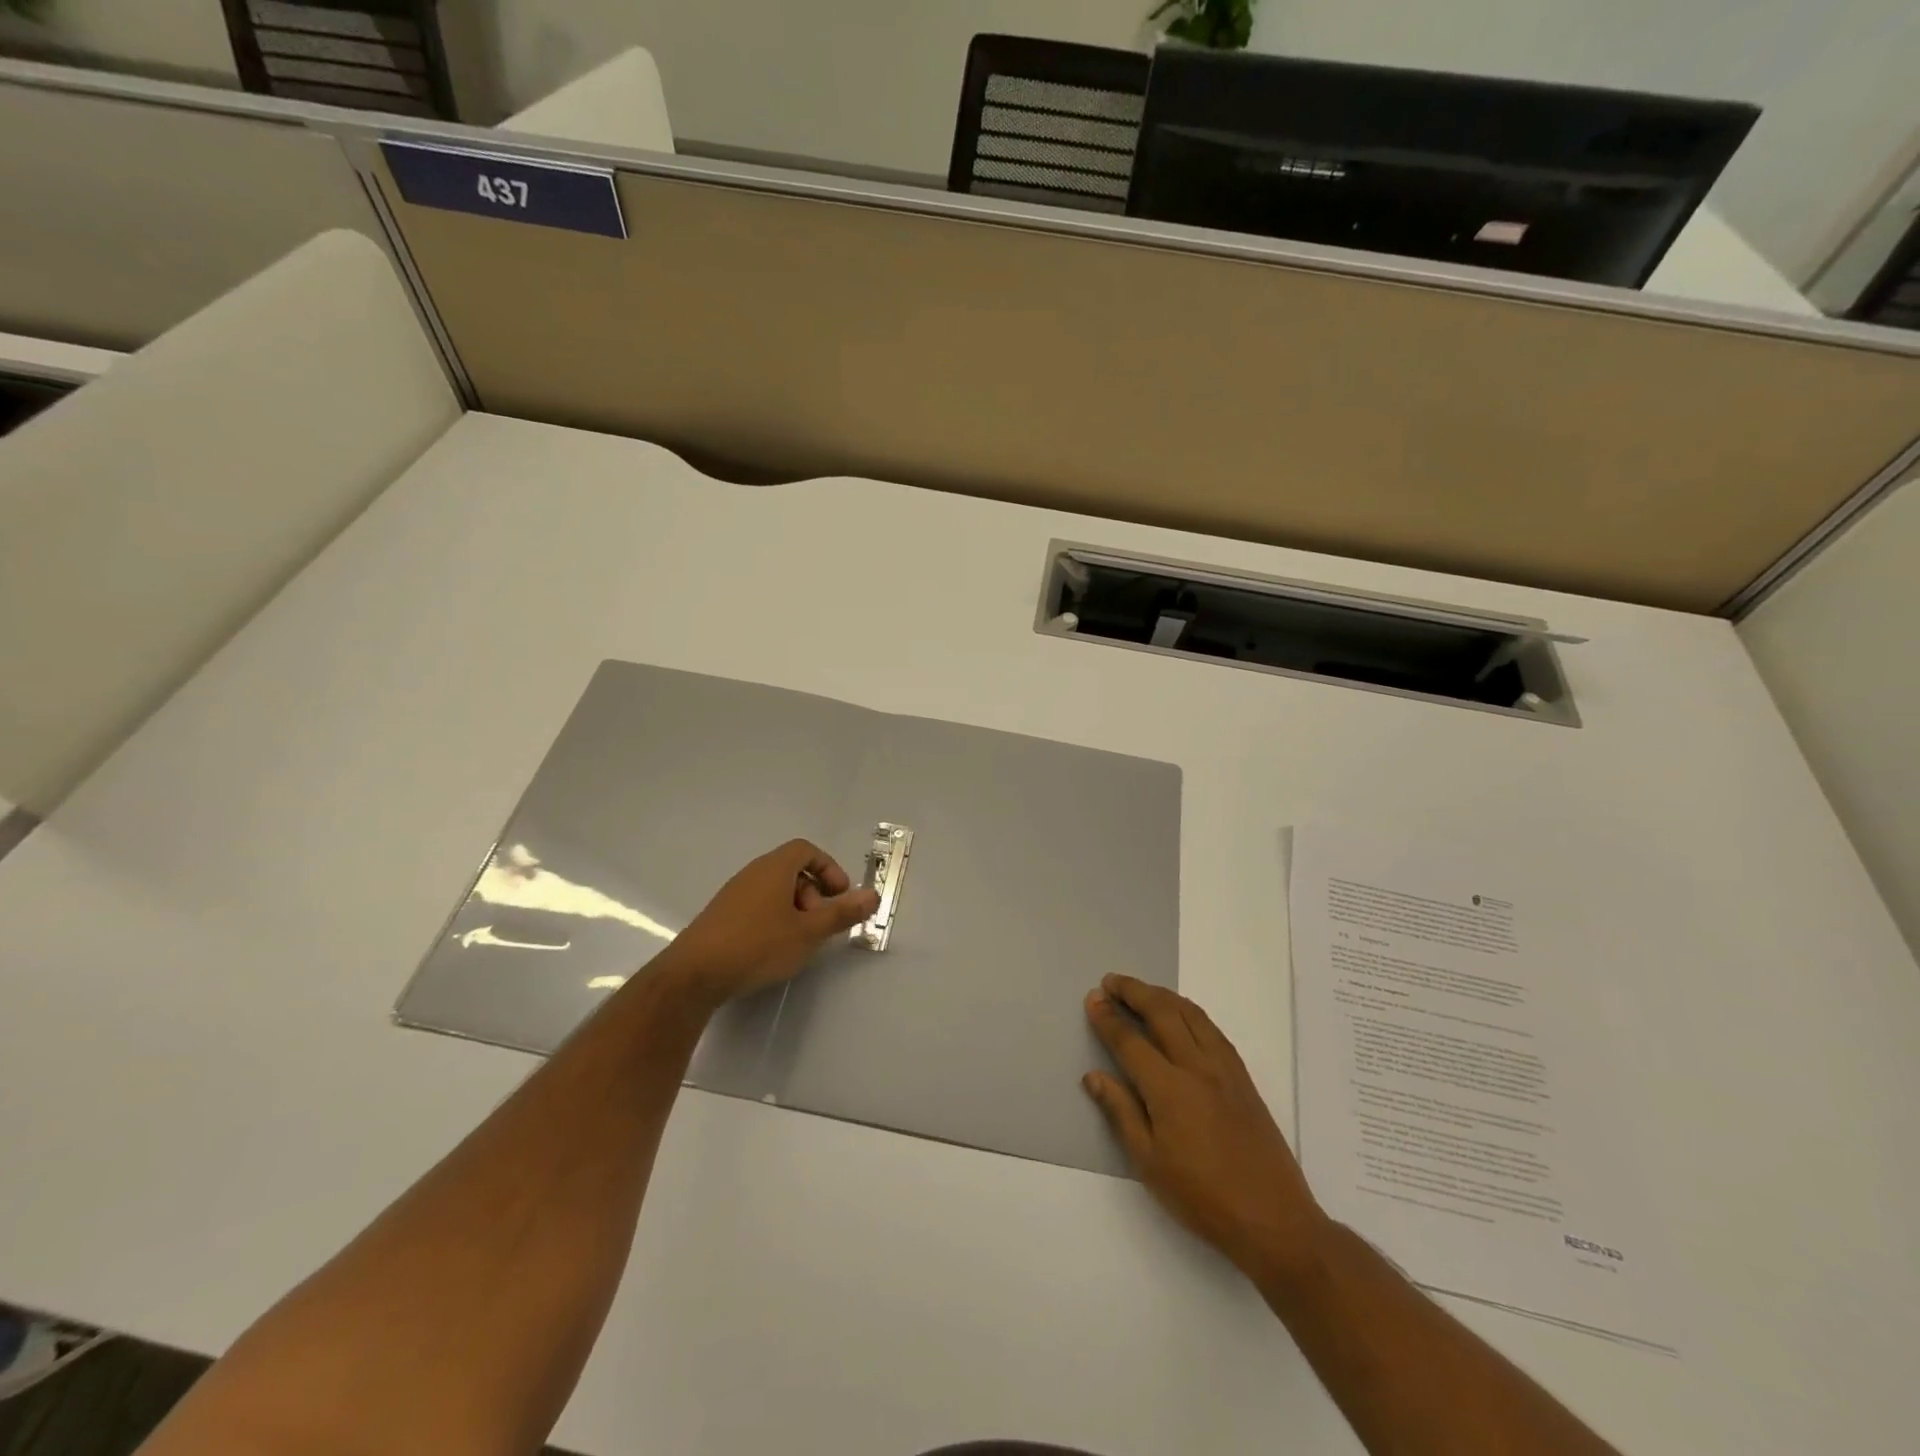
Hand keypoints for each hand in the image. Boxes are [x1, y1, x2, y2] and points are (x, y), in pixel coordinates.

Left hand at [666, 840, 878, 1003]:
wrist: (695, 974)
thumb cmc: (758, 945)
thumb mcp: (809, 932)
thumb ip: (842, 913)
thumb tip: (873, 895)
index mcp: (775, 868)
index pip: (806, 850)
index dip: (829, 868)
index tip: (840, 895)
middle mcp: (753, 873)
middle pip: (793, 870)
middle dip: (815, 894)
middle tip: (821, 925)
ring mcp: (734, 894)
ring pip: (776, 891)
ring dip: (796, 910)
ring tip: (800, 941)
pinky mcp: (721, 916)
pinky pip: (758, 906)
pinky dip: (775, 920)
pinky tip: (774, 950)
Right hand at [1084, 974, 1327, 1280]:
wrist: (1274, 1219)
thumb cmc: (1203, 1198)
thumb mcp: (1149, 1163)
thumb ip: (1121, 1112)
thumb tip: (1093, 1076)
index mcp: (1169, 1089)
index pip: (1130, 1041)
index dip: (1108, 1018)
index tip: (1092, 999)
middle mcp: (1197, 1067)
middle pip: (1162, 1013)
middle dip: (1134, 992)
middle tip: (1111, 981)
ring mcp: (1224, 1069)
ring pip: (1191, 1014)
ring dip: (1162, 995)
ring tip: (1141, 990)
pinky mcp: (1243, 1078)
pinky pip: (1212, 1029)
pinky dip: (1190, 1012)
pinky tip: (1183, 1015)